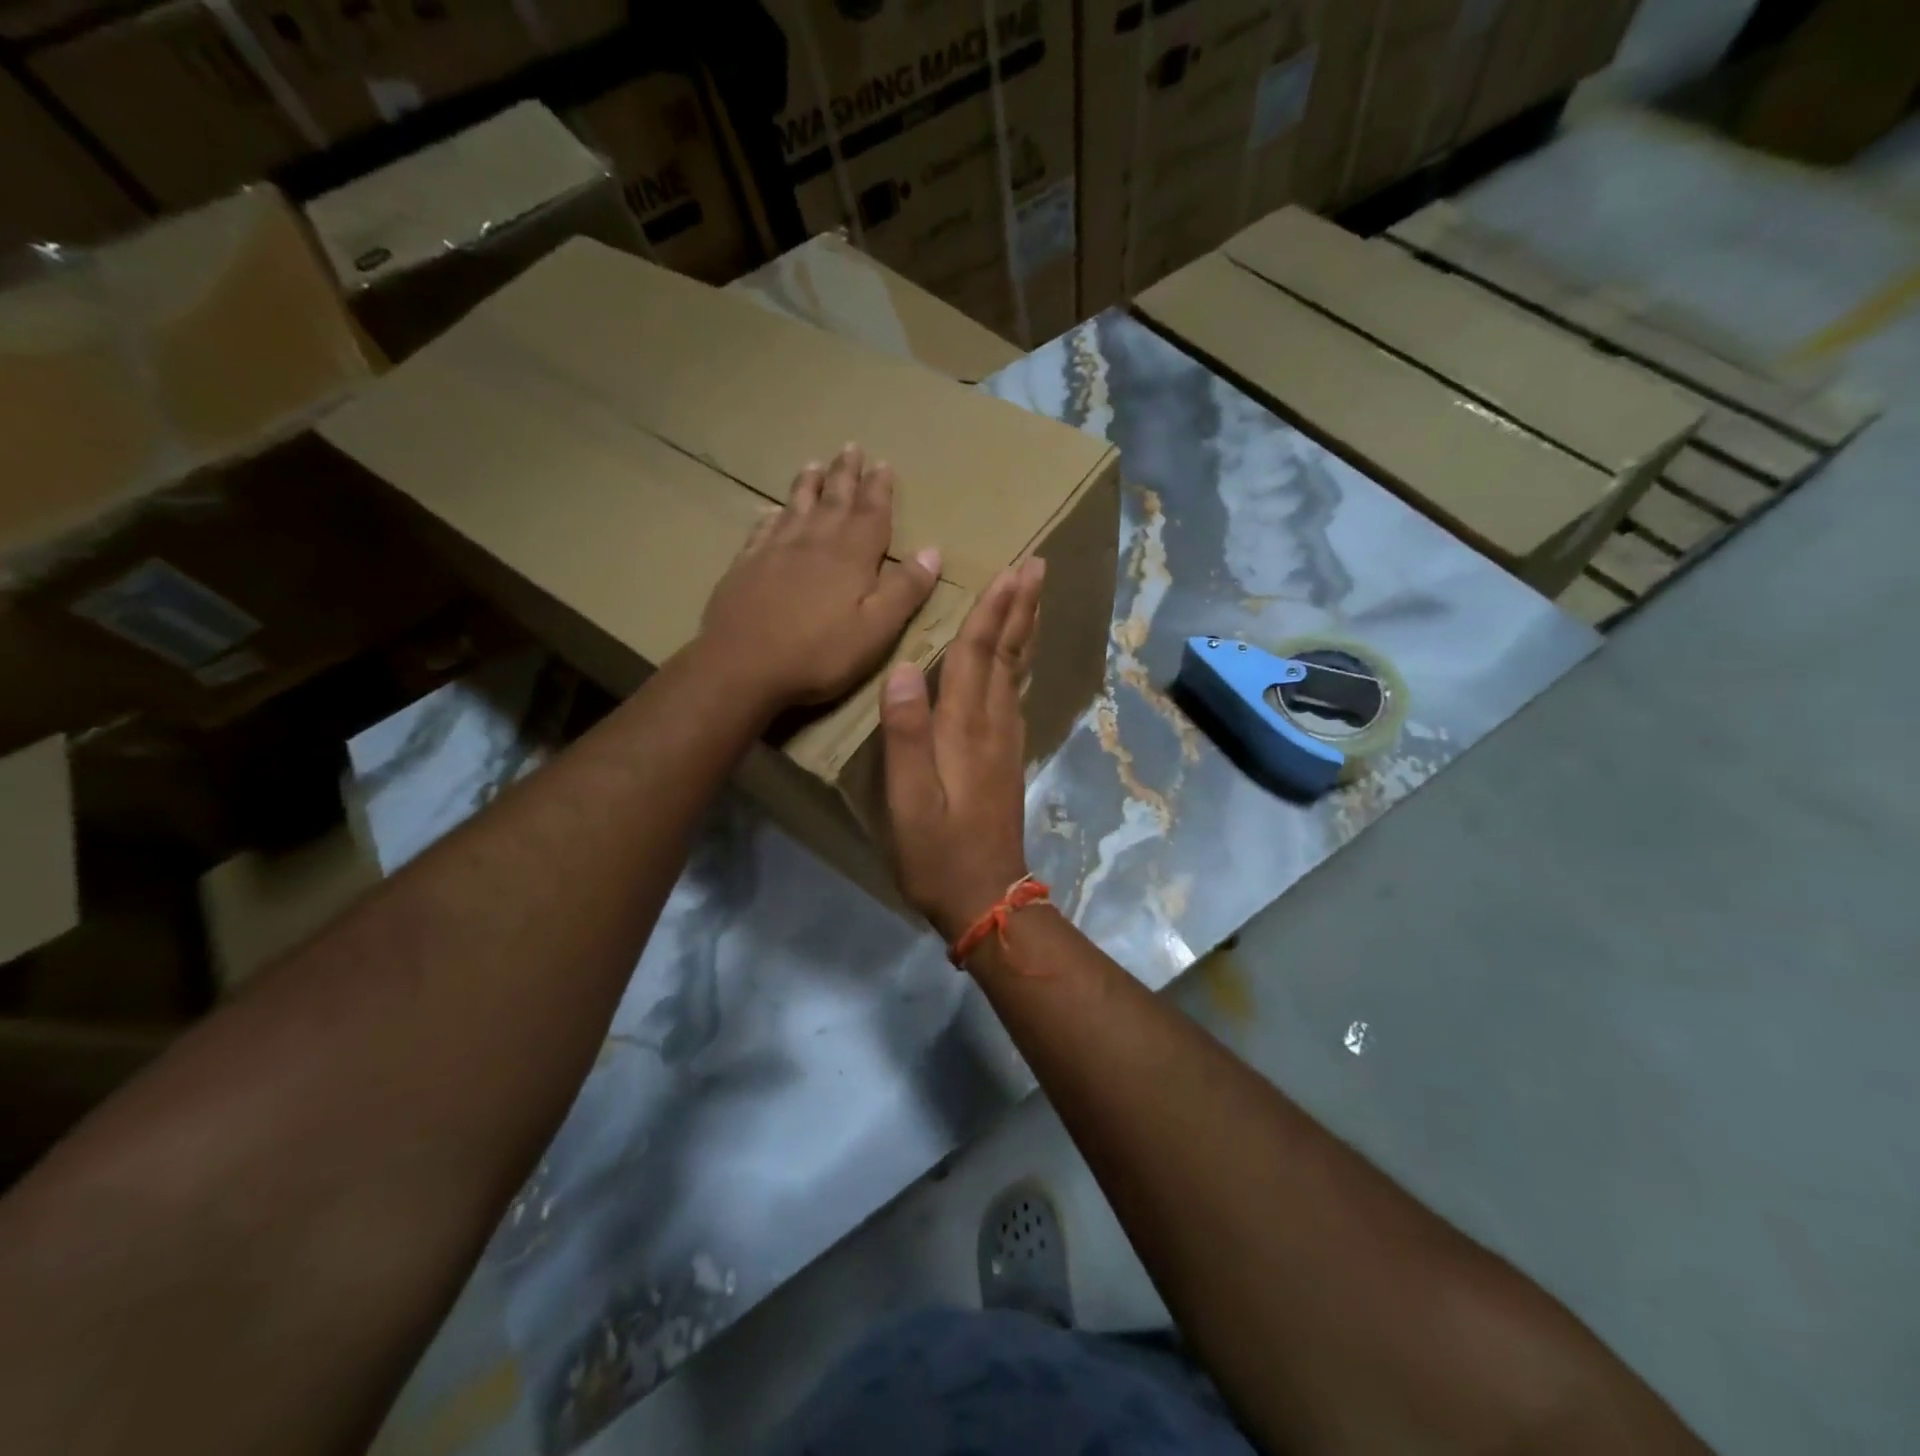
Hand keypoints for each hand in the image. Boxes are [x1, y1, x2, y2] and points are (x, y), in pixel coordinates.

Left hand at [699, 445, 940, 715]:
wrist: (742, 666)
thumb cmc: (819, 654)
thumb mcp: (876, 630)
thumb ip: (905, 590)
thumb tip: (933, 550)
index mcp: (851, 556)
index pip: (871, 512)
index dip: (879, 488)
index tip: (883, 463)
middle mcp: (814, 542)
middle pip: (834, 500)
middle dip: (845, 474)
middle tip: (850, 447)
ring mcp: (775, 551)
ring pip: (796, 507)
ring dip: (808, 485)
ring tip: (813, 464)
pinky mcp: (746, 566)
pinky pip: (762, 530)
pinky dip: (771, 516)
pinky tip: (770, 511)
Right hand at [879, 556, 1045, 943]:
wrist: (986, 897)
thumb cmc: (938, 851)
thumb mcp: (908, 799)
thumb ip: (905, 734)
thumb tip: (903, 668)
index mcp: (966, 729)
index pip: (977, 655)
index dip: (992, 611)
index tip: (1011, 569)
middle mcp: (993, 726)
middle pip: (1007, 654)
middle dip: (1020, 608)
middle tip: (1037, 566)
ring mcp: (1006, 742)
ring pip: (1016, 672)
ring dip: (1024, 630)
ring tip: (1031, 599)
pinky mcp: (1008, 759)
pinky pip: (1015, 695)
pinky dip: (1018, 664)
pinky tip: (1017, 660)